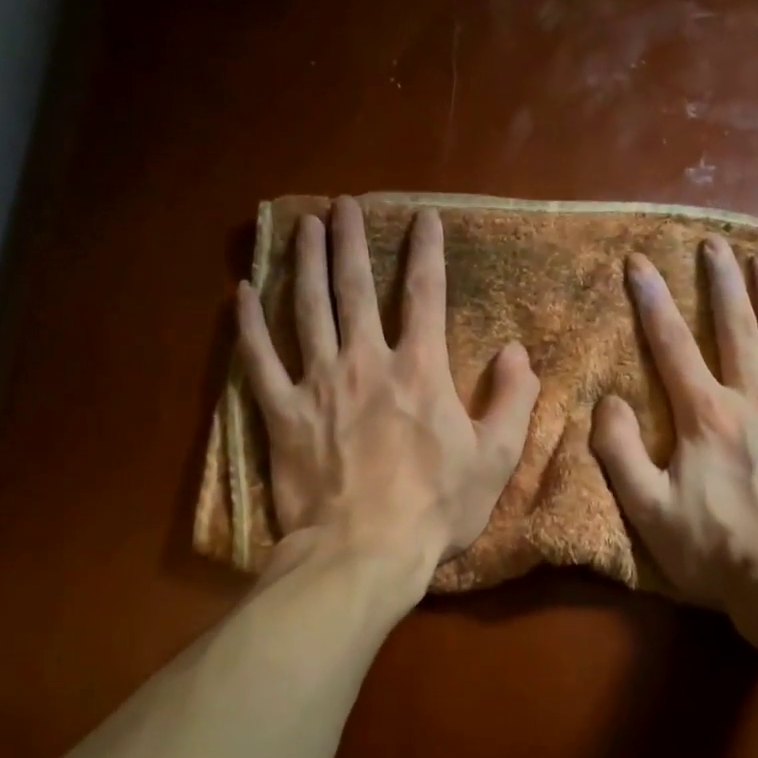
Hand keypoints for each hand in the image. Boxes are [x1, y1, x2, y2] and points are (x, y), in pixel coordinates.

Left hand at [237, 196, 539, 573]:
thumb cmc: (436, 508)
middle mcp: (366, 362)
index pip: (426, 294)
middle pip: (356, 288)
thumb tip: (516, 351)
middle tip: (343, 205)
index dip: (427, 251)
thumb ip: (512, 399)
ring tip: (302, 225)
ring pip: (308, 310)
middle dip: (351, 241)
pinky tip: (240, 294)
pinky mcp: (282, 414)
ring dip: (305, 264)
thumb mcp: (495, 459)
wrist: (365, 552)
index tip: (424, 216)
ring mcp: (319, 385)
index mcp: (420, 370)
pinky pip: (259, 361)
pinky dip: (249, 326)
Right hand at [590, 236, 757, 614]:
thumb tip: (608, 400)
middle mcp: (754, 401)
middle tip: (713, 244)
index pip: (671, 346)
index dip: (652, 301)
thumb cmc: (714, 550)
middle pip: (734, 330)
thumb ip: (619, 451)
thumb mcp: (647, 509)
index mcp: (705, 416)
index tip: (639, 262)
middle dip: (720, 283)